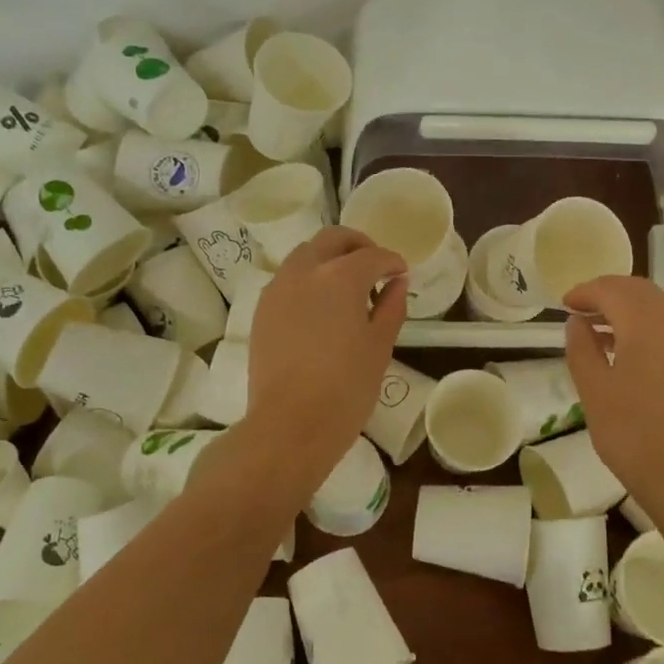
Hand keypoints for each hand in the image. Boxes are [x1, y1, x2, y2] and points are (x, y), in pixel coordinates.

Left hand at [247, 227, 406, 459]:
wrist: (290, 424)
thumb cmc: (346, 387)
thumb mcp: (380, 346)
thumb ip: (391, 306)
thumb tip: (397, 283)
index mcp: (340, 276)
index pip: (373, 256)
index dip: (392, 262)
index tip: (402, 274)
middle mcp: (305, 271)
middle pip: (333, 239)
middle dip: (358, 246)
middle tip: (376, 268)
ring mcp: (278, 288)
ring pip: (306, 254)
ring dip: (330, 259)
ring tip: (347, 288)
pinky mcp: (262, 310)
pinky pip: (288, 278)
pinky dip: (308, 278)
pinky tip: (321, 306)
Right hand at [562, 275, 663, 511]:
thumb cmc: (631, 433)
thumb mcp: (593, 389)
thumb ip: (581, 347)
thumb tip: (577, 321)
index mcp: (647, 327)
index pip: (613, 291)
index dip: (586, 291)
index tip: (564, 303)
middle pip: (640, 291)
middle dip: (608, 292)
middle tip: (580, 308)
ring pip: (658, 308)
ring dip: (627, 308)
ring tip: (598, 330)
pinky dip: (645, 326)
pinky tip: (627, 352)